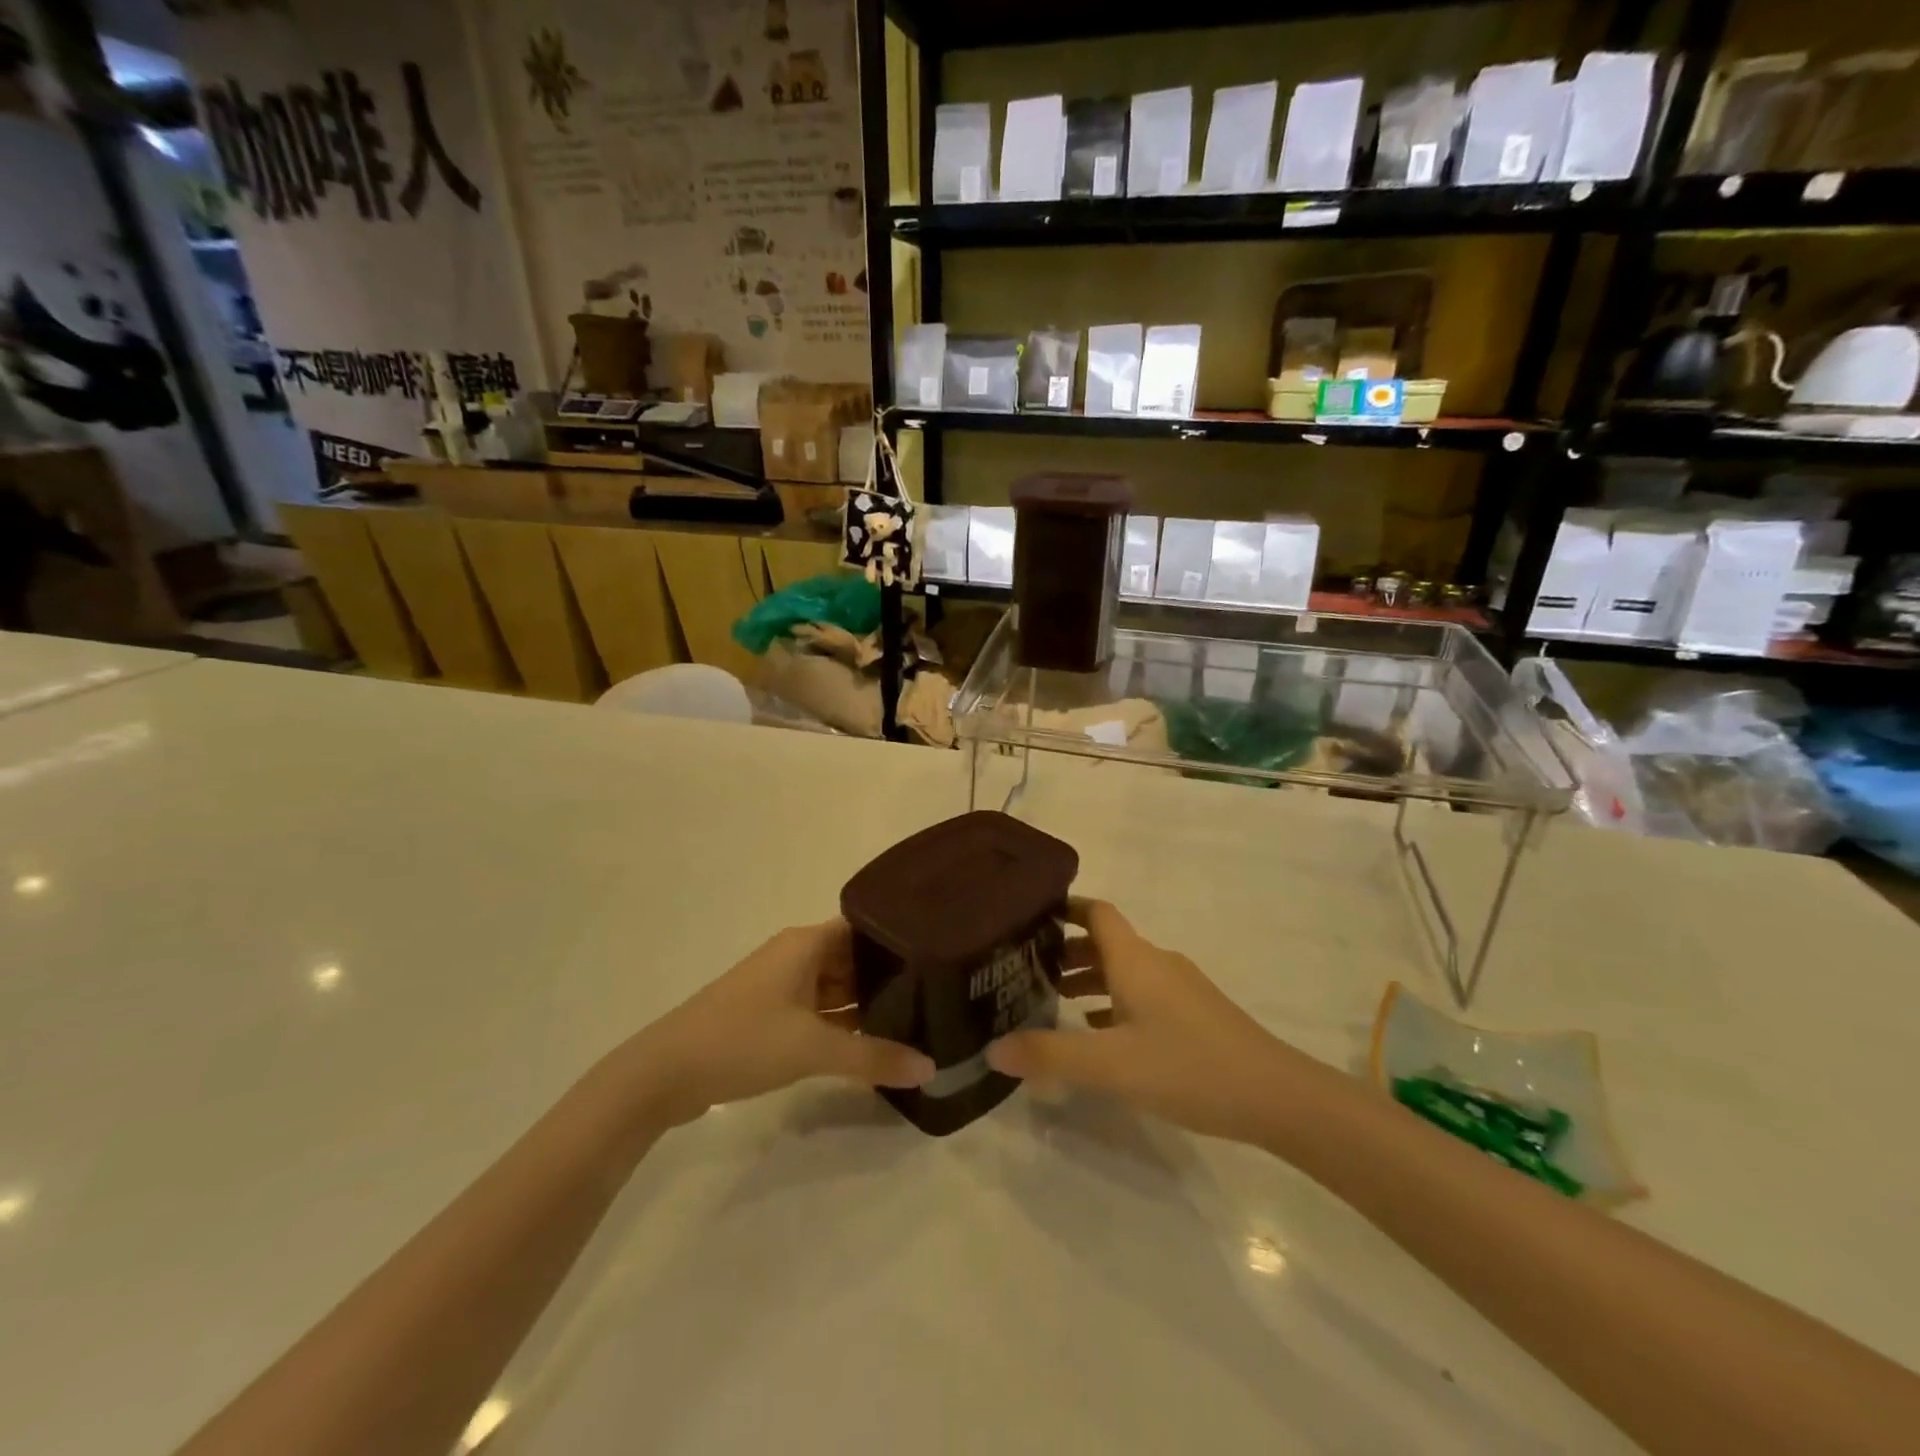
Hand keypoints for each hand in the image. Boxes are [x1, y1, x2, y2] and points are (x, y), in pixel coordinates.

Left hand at [627, 921, 934, 1128]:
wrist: (664, 1073)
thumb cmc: (743, 1040)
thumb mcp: (813, 1049)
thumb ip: (874, 1058)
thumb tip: (931, 1068)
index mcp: (806, 943)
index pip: (865, 928)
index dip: (899, 939)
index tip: (938, 955)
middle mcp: (795, 956)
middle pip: (853, 959)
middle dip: (889, 978)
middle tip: (938, 994)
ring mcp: (780, 986)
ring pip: (835, 988)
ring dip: (865, 1006)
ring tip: (915, 1020)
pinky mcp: (769, 1015)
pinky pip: (818, 1011)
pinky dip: (842, 1025)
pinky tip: (871, 1044)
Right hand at [987, 899, 1301, 1145]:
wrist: (1276, 1096)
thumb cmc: (1188, 1067)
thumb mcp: (1111, 1066)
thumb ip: (1050, 1056)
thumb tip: (991, 1049)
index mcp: (1135, 959)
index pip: (1095, 911)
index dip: (1063, 907)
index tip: (1028, 915)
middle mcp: (1156, 963)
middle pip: (1105, 941)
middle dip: (1066, 949)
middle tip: (1026, 968)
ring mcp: (1180, 988)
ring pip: (1124, 970)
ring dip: (1090, 978)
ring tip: (1054, 1000)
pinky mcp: (1195, 1015)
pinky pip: (1142, 994)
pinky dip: (1114, 1002)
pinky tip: (1100, 1033)